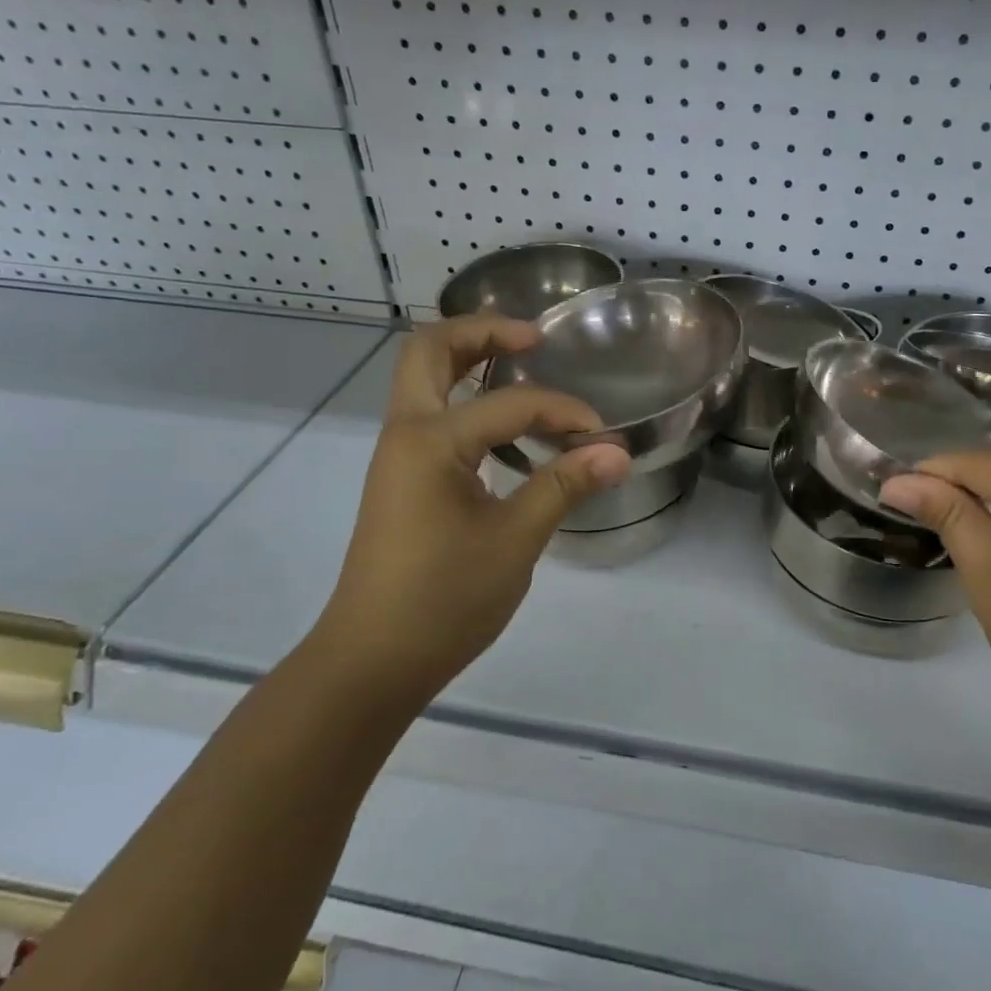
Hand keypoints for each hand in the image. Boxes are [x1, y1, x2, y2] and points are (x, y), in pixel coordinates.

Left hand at [303, 315, 629, 705]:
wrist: (373, 659)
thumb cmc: (443, 599)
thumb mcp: (515, 540)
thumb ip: (564, 486)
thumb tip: (617, 453)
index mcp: (430, 441)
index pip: (510, 404)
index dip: (563, 412)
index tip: (602, 439)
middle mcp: (405, 433)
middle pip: (430, 350)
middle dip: (482, 331)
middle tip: (534, 339)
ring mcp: (398, 456)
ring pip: (423, 379)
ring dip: (468, 359)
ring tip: (520, 363)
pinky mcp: (402, 480)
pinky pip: (430, 414)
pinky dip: (464, 398)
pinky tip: (504, 426)